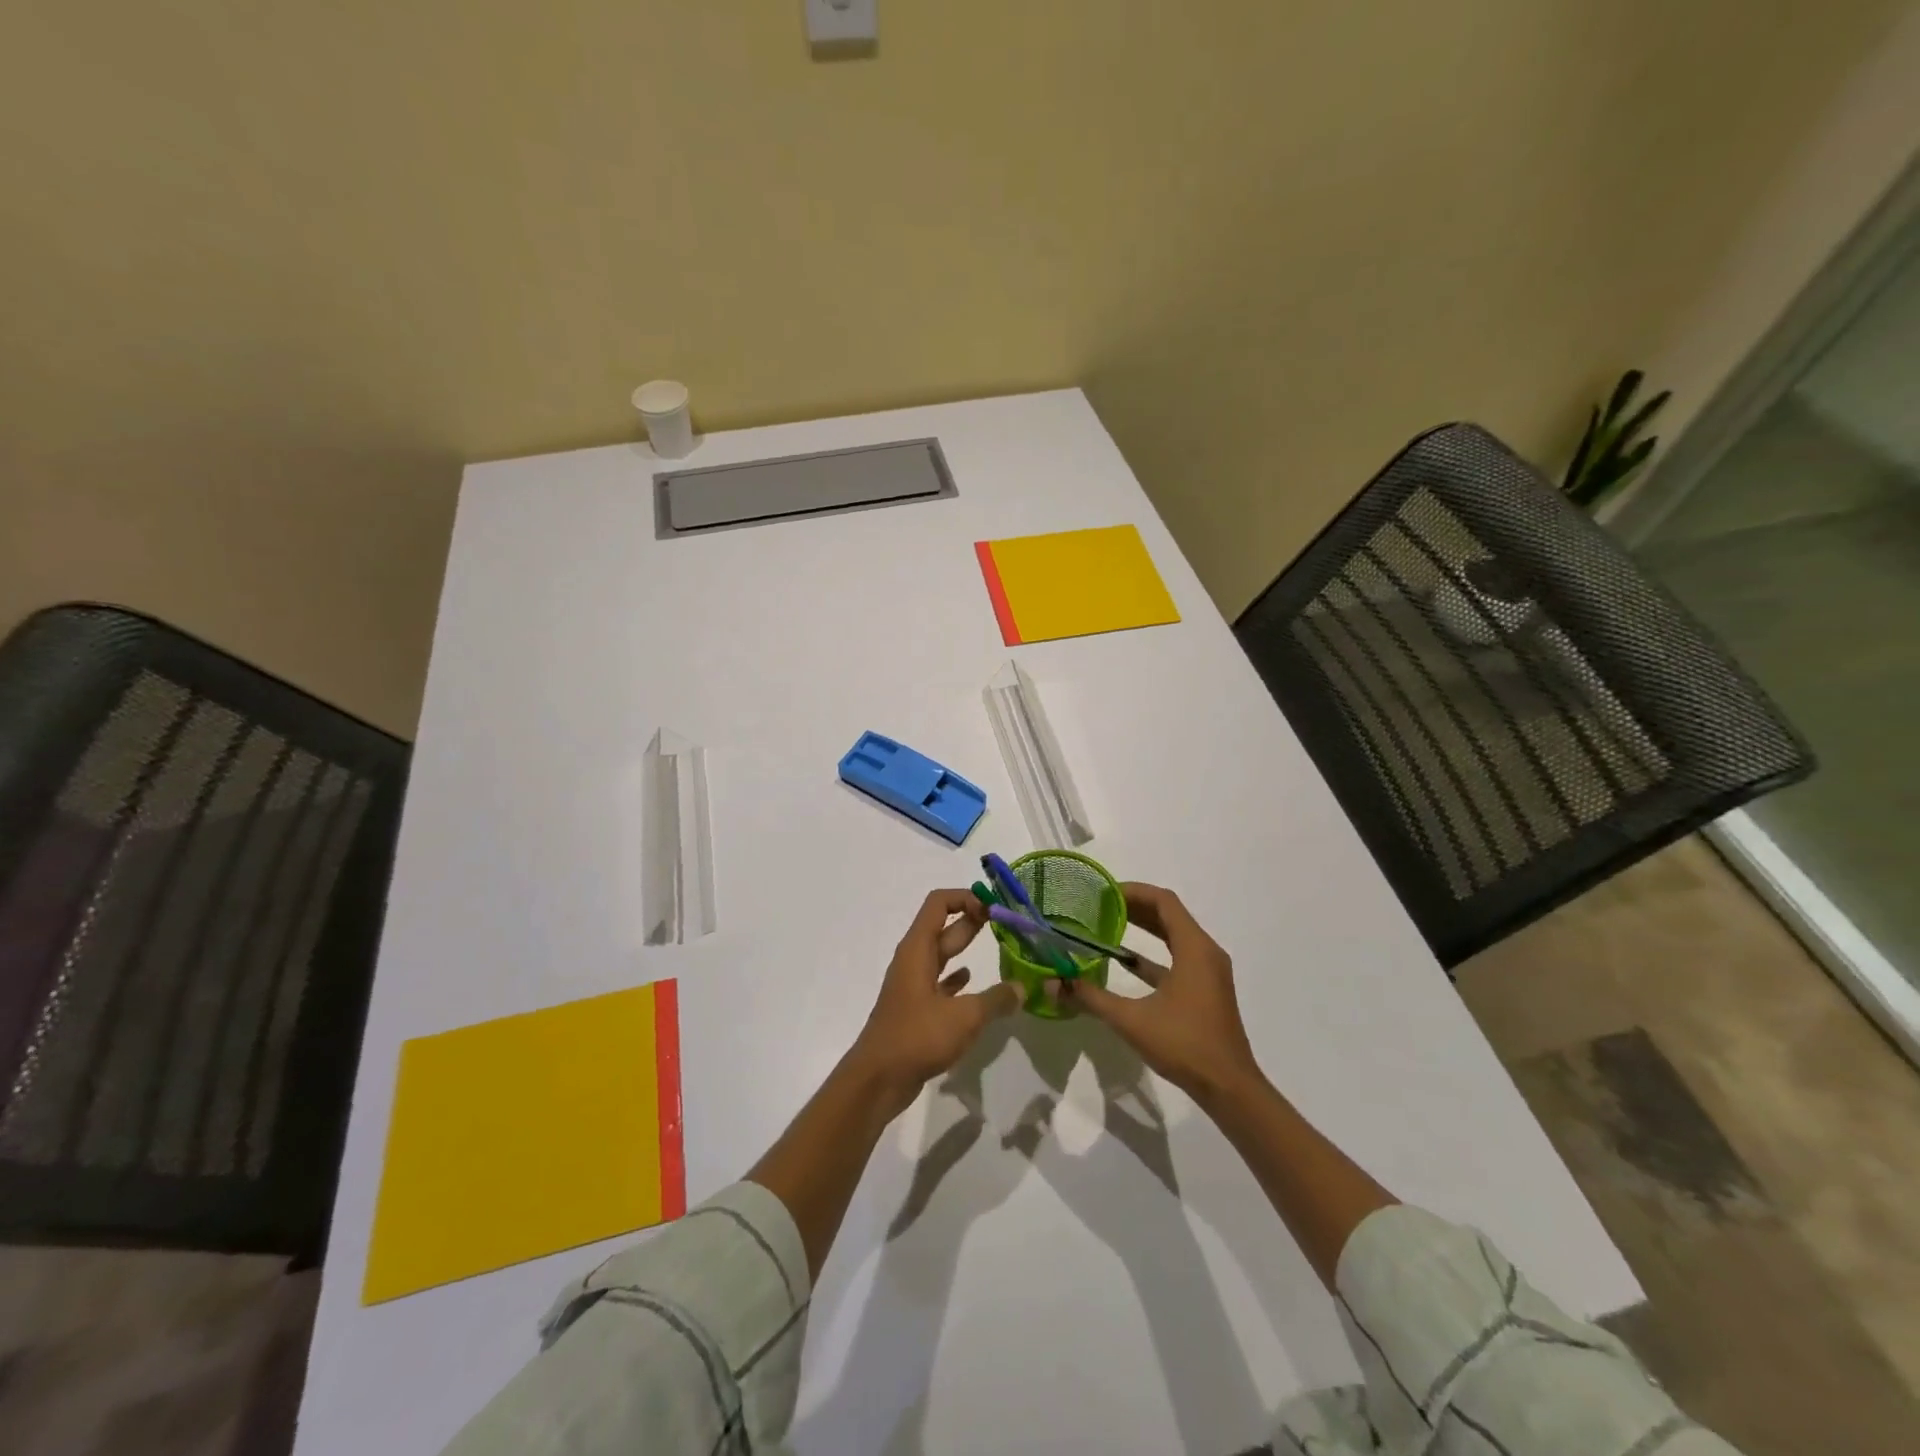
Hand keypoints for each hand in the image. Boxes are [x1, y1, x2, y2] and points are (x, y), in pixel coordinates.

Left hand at [848, 889, 1021, 1115]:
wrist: (878, 1078)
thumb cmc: (917, 1036)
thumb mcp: (965, 1017)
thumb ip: (996, 1000)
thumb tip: (1022, 988)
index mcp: (918, 949)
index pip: (938, 904)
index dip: (965, 898)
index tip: (994, 908)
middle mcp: (913, 960)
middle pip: (943, 927)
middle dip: (972, 919)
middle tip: (1005, 922)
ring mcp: (913, 985)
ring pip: (942, 955)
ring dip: (965, 946)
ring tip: (998, 947)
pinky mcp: (916, 1008)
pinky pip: (939, 982)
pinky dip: (956, 977)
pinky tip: (973, 982)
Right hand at [1051, 883, 1261, 1103]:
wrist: (1229, 1088)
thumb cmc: (1184, 1045)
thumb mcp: (1131, 1020)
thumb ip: (1090, 998)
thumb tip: (1053, 984)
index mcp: (1194, 949)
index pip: (1164, 902)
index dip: (1134, 891)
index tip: (1104, 892)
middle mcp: (1205, 952)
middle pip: (1169, 915)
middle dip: (1135, 907)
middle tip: (1099, 905)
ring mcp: (1208, 972)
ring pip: (1174, 936)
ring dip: (1144, 928)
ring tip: (1107, 925)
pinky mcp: (1206, 990)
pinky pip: (1178, 958)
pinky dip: (1153, 954)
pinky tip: (1124, 961)